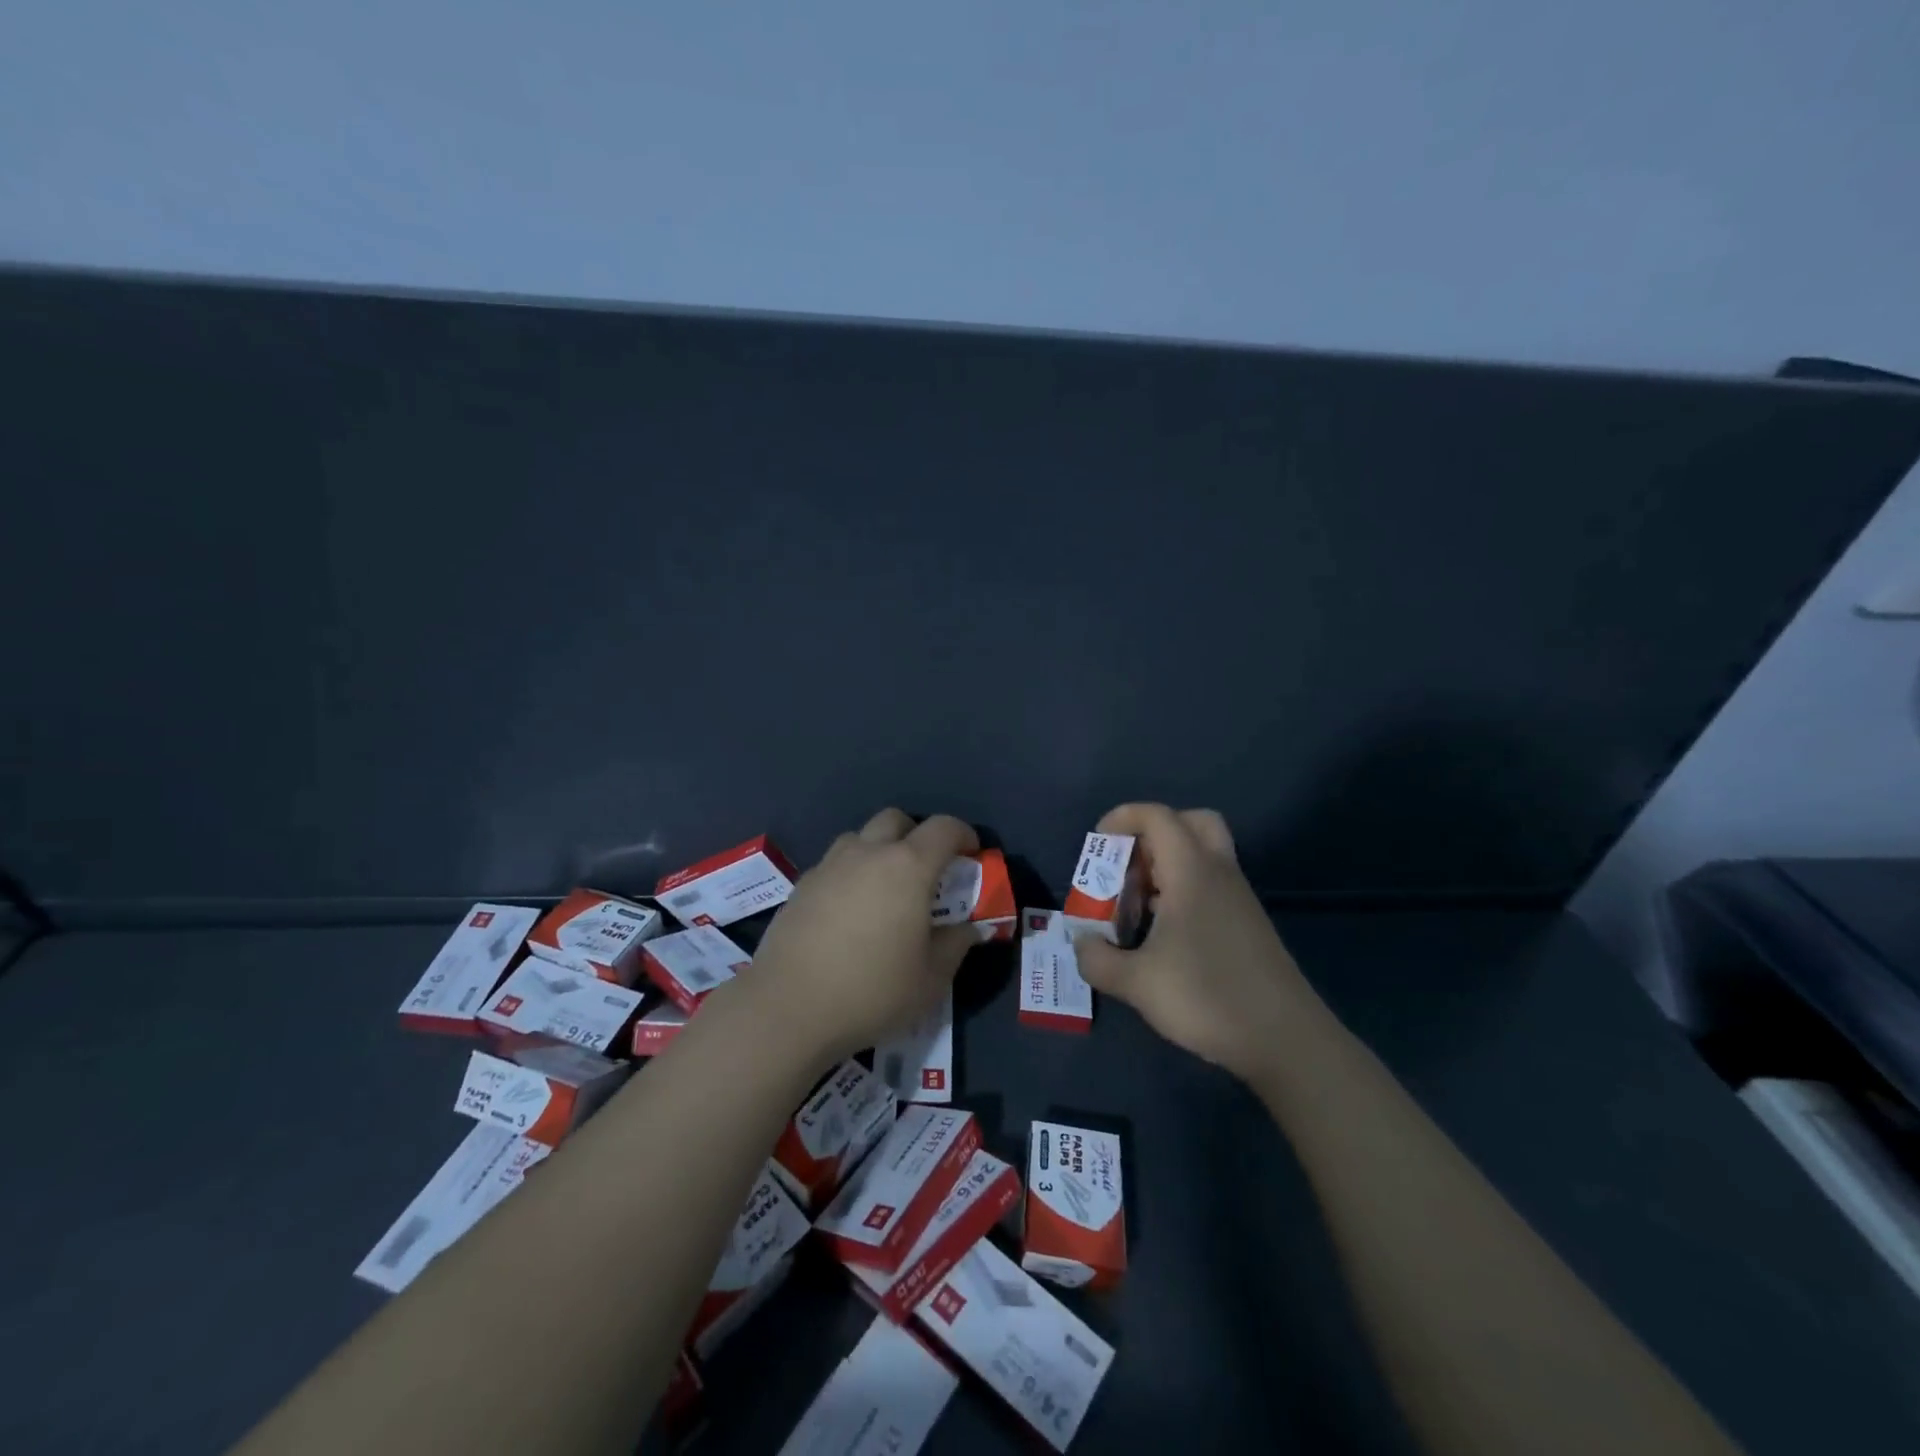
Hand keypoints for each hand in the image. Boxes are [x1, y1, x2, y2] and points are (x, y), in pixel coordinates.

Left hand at [741, 808, 978, 1065]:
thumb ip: (956, 945)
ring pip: (859, 838)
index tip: (972, 853)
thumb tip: (970, 929)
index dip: (962, 834)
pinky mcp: (801, 886)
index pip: (943, 828)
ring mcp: (829, 866)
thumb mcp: (930, 979)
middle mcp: (867, 854)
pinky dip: (850, 875)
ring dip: (878, 850)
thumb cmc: (872, 991)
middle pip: (896, 819)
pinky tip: (849, 913)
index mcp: (907, 867)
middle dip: (916, 835)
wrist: (788, 1008)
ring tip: (884, 890)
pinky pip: (834, 865)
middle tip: (926, 870)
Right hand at [1072, 803, 1324, 1085]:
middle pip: (1189, 822)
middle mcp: (1218, 872)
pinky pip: (1210, 883)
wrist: (1285, 1040)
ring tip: (1138, 906)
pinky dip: (1183, 890)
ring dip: (1166, 865)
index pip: (1156, 816)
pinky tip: (1164, 934)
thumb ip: (1097, 959)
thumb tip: (1080, 942)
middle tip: (1128, 867)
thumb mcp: (1136, 983)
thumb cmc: (1206, 997)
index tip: (1096, 846)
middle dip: (1152, 834)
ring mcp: (1238, 898)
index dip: (1122, 818)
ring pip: (1202, 854)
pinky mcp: (1247, 923)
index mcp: (1192, 871)